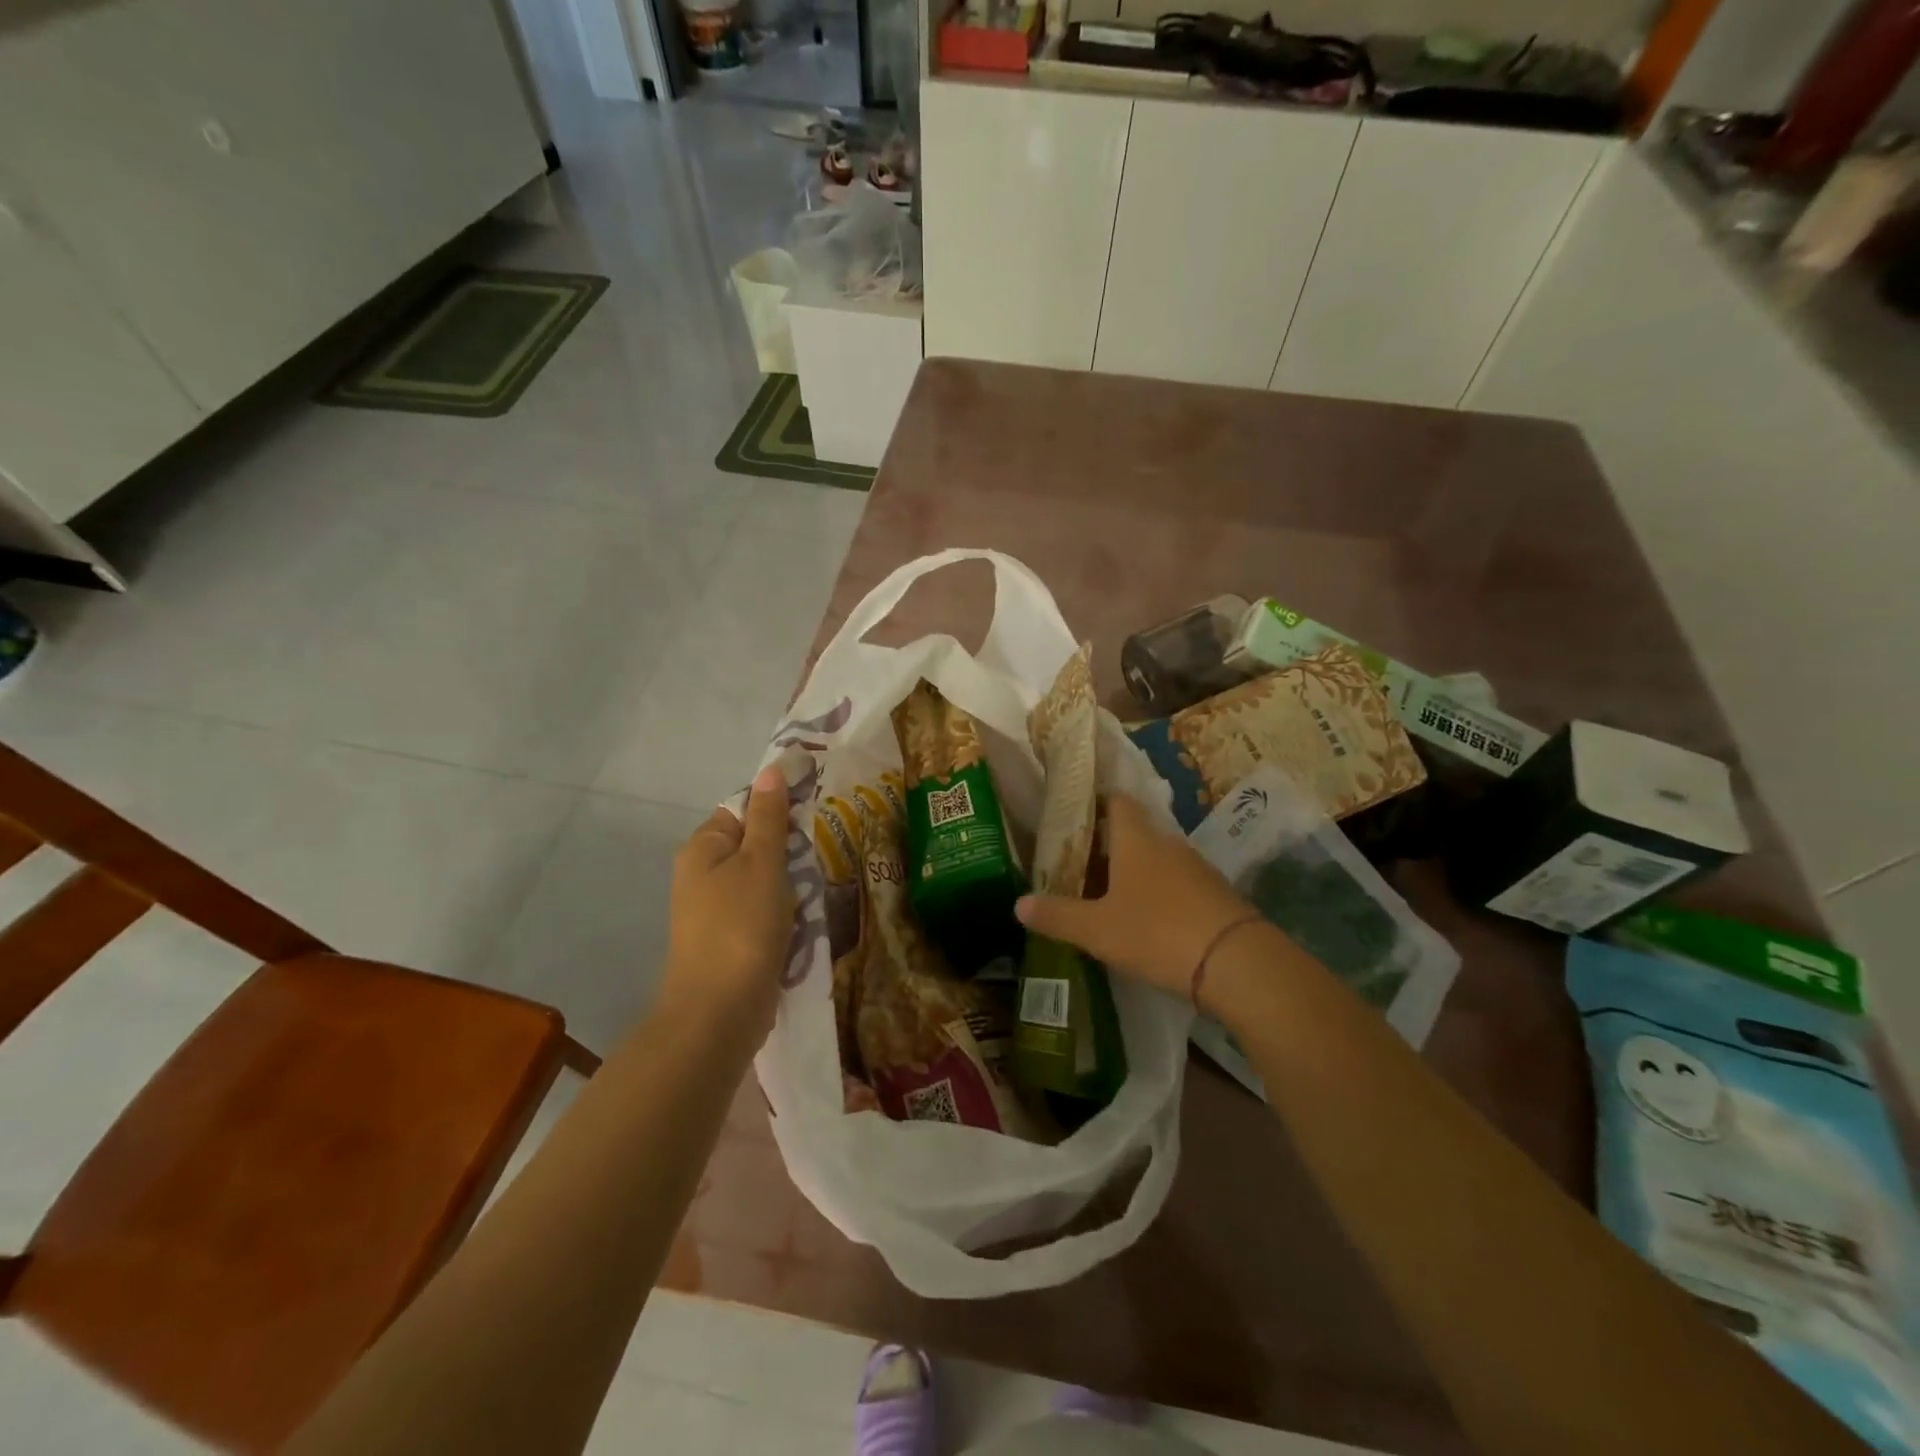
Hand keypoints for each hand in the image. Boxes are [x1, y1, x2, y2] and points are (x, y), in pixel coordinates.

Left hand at [661, 764, 796, 1046]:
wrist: (719, 1011)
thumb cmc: (741, 925)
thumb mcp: (762, 862)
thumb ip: (769, 816)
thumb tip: (771, 769)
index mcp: (703, 848)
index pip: (743, 809)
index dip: (778, 807)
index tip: (816, 811)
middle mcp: (702, 875)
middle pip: (754, 845)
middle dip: (789, 849)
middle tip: (824, 849)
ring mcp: (715, 910)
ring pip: (762, 880)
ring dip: (791, 882)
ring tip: (822, 883)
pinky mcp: (730, 940)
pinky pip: (762, 911)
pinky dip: (784, 911)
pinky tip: (807, 916)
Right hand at [1015, 793, 1255, 998]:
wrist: (1238, 964)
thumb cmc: (1157, 932)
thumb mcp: (1097, 929)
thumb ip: (1057, 915)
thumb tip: (1017, 904)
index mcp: (1136, 839)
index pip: (1116, 801)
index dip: (1094, 803)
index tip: (1072, 817)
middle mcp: (1168, 844)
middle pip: (1133, 831)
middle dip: (1106, 845)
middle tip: (1077, 866)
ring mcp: (1196, 868)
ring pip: (1155, 859)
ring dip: (1132, 871)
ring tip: (1105, 895)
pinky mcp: (1216, 896)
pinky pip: (1176, 884)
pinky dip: (1157, 893)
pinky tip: (1144, 920)